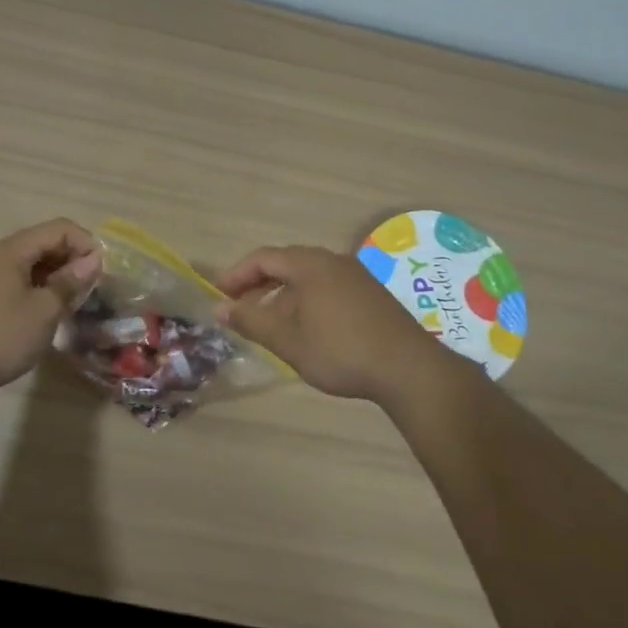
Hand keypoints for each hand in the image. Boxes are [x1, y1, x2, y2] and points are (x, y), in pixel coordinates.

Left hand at [0, 220, 101, 399]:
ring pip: (32, 263)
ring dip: (57, 276)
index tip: (102, 273)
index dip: (86, 244)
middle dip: (73, 259)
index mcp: (13, 250)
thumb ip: (69, 282)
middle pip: (45, 242)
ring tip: (74, 302)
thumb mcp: (43, 311)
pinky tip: (48, 311)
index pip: (60, 229)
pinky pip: (19, 279)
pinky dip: (40, 287)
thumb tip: (92, 261)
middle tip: (92, 289)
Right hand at [215, 245, 476, 408]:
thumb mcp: (288, 340)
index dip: (236, 275)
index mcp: (310, 264)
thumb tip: (219, 308)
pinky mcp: (371, 295)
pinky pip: (327, 287)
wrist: (409, 369)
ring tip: (268, 324)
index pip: (263, 258)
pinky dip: (306, 301)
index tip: (218, 296)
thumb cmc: (341, 351)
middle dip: (258, 285)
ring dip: (282, 296)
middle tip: (238, 309)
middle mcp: (333, 261)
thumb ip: (251, 320)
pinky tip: (305, 330)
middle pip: (286, 264)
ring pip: (308, 277)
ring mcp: (356, 276)